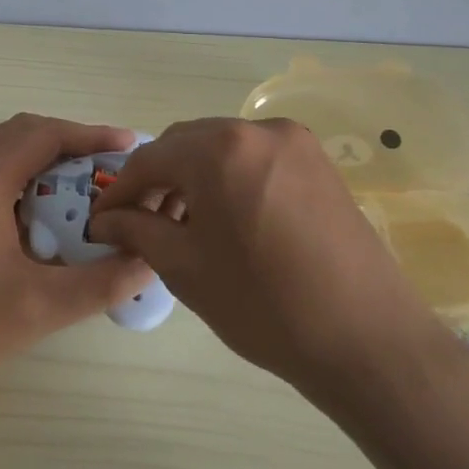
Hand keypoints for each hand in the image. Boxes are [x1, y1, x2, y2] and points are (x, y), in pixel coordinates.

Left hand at [0, 114, 153, 390]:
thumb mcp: (39, 306)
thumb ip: (101, 282)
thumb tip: (148, 261)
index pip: (46, 134)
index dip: (91, 135)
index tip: (128, 145)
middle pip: (22, 134)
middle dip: (69, 145)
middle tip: (107, 169)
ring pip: (0, 154)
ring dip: (41, 163)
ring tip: (79, 192)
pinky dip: (18, 180)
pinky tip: (36, 221)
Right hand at [87, 117, 441, 390]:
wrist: (367, 338)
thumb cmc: (264, 304)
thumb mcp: (185, 268)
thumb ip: (137, 231)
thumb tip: (106, 220)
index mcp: (220, 149)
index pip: (150, 159)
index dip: (120, 191)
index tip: (102, 222)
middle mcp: (257, 130)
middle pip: (186, 145)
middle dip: (157, 181)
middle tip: (139, 223)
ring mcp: (295, 143)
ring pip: (222, 149)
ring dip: (193, 178)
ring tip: (181, 225)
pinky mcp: (319, 163)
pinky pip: (255, 159)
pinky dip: (229, 179)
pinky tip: (224, 219)